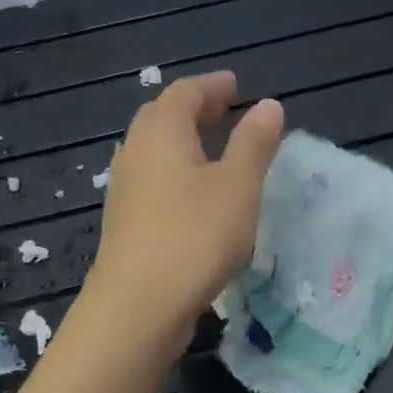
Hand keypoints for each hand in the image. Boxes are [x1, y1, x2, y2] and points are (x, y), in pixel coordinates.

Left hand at [85, 71, 283, 346]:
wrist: (138, 307)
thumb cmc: (194, 235)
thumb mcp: (238, 186)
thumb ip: (254, 143)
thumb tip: (268, 106)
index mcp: (161, 132)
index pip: (185, 93)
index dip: (213, 86)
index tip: (236, 85)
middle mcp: (135, 153)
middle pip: (163, 118)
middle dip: (196, 111)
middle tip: (226, 111)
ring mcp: (124, 190)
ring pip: (155, 152)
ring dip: (184, 144)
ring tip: (214, 151)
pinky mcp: (125, 224)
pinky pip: (153, 182)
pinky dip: (177, 174)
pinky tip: (195, 196)